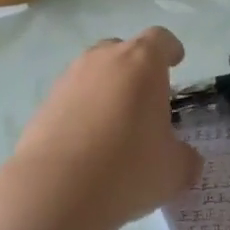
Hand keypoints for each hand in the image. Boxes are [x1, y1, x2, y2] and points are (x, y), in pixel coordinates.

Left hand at [7, 28, 202, 225]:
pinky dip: (82, 112)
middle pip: (123, 51)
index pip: (160, 39)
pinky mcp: (43, 104)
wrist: (54, 190)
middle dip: (136, 70)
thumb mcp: (173, 170)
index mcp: (142, 62)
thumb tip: (186, 160)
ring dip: (106, 91)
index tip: (176, 62)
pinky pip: (71, 98)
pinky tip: (87, 145)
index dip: (170, 50)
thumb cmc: (127, 167)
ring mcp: (69, 79)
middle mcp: (103, 59)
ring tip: (115, 127)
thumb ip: (185, 158)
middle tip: (146, 102)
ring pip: (94, 74)